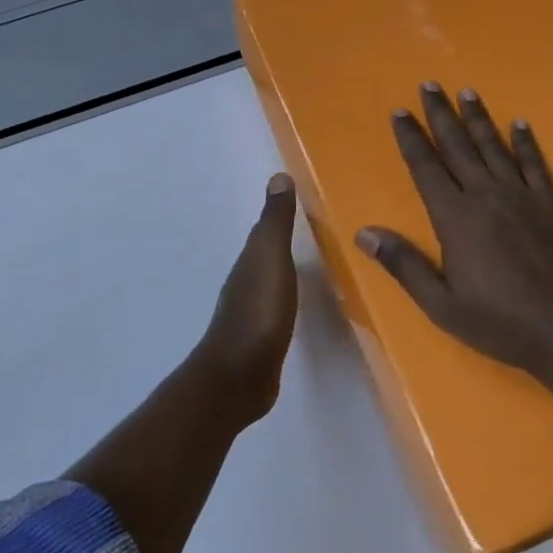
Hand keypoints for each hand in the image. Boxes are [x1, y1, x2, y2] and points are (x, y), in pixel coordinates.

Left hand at [195, 173, 299, 421]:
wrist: (238, 376)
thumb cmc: (259, 311)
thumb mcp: (271, 259)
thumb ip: (276, 222)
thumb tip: (278, 176)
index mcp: (250, 260)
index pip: (264, 230)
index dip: (279, 215)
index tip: (301, 200)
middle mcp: (246, 281)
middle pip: (265, 253)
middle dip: (282, 241)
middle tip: (313, 230)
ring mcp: (251, 311)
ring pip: (270, 280)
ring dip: (284, 270)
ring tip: (311, 264)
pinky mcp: (261, 339)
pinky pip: (276, 307)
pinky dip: (286, 298)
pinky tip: (298, 304)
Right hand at [356, 84, 552, 376]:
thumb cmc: (499, 321)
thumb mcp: (441, 304)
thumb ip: (403, 264)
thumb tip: (364, 233)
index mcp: (455, 217)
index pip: (426, 167)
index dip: (411, 139)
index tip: (400, 112)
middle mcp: (485, 195)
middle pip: (458, 146)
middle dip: (440, 115)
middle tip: (429, 85)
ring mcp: (521, 196)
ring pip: (493, 147)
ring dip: (478, 118)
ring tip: (467, 92)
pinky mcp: (549, 204)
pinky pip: (534, 164)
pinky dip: (525, 142)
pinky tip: (519, 123)